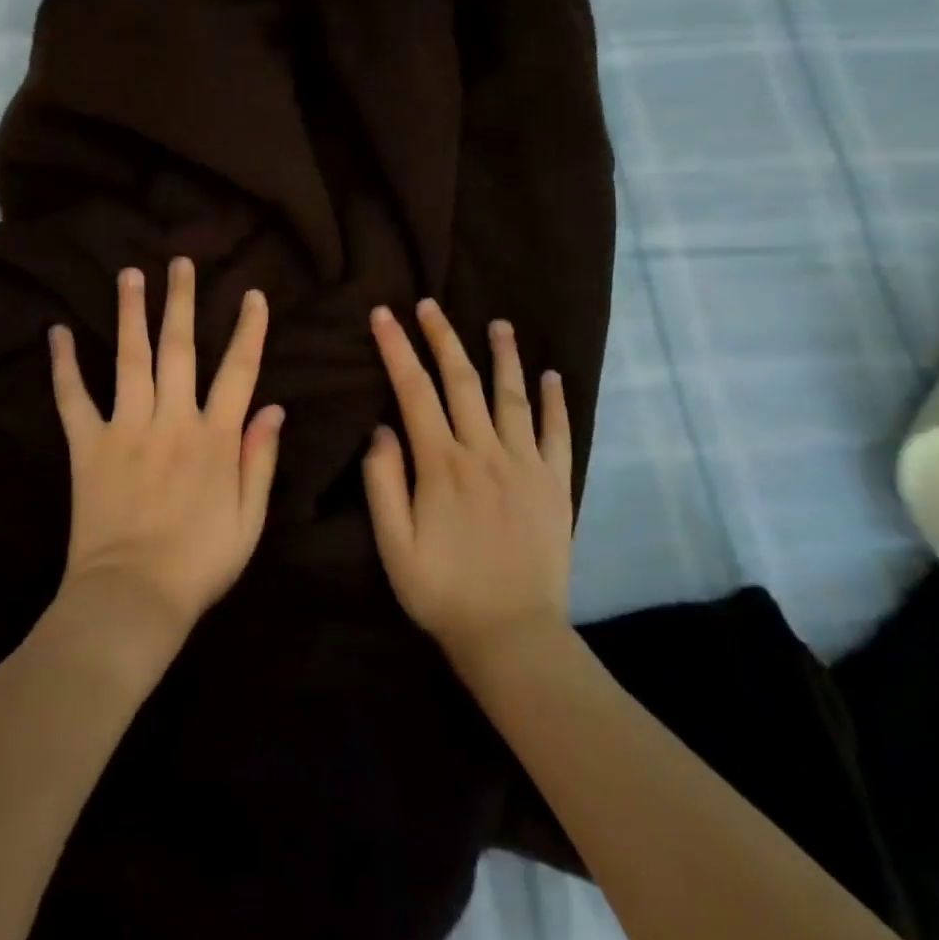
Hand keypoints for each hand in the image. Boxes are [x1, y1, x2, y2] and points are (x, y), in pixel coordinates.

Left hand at [49, 258, 283, 640]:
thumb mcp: (249, 520)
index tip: (253, 295)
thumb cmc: (199, 564)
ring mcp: (126, 429)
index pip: (239, 371)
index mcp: (215, 438)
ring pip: (131, 359)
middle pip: (180, 349)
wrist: (132, 598)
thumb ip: (260, 460)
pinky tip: (55, 332)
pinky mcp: (88, 446)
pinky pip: (73, 399)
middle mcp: (172, 420)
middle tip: (180, 263)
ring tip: (130, 274)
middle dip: (182, 302)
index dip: (249, 330)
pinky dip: (63, 366)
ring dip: (131, 314)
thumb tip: (275, 409)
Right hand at [363, 300, 573, 667]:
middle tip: (430, 304)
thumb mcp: (393, 545)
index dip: (397, 349)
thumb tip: (381, 430)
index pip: (413, 391)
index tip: (384, 315)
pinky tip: (552, 376)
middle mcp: (484, 452)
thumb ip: (383, 483)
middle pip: (461, 381)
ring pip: (512, 396)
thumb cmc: (442, 591)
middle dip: (442, 338)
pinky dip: (555, 402)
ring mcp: (525, 465)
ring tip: (497, 323)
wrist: (512, 634)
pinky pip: (557, 433)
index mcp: (441, 464)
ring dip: (503, 356)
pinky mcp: (555, 484)